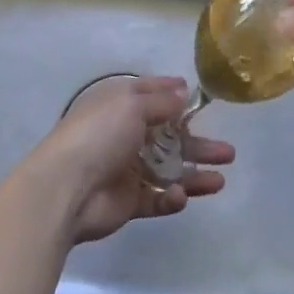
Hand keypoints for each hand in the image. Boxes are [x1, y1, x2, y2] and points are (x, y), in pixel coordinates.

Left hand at [23, 75, 233, 244]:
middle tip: (228, 152)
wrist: (66, 189)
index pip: (150, 95)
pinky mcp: (128, 202)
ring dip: (195, 174)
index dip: (172, 93)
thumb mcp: (131, 105)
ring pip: (168, 171)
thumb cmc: (99, 136)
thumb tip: (182, 91)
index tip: (196, 96)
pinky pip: (157, 199)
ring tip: (221, 179)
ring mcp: (126, 170)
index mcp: (119, 107)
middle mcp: (124, 135)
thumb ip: (161, 101)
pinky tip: (182, 196)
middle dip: (197, 143)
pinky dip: (172, 198)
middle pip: (169, 138)